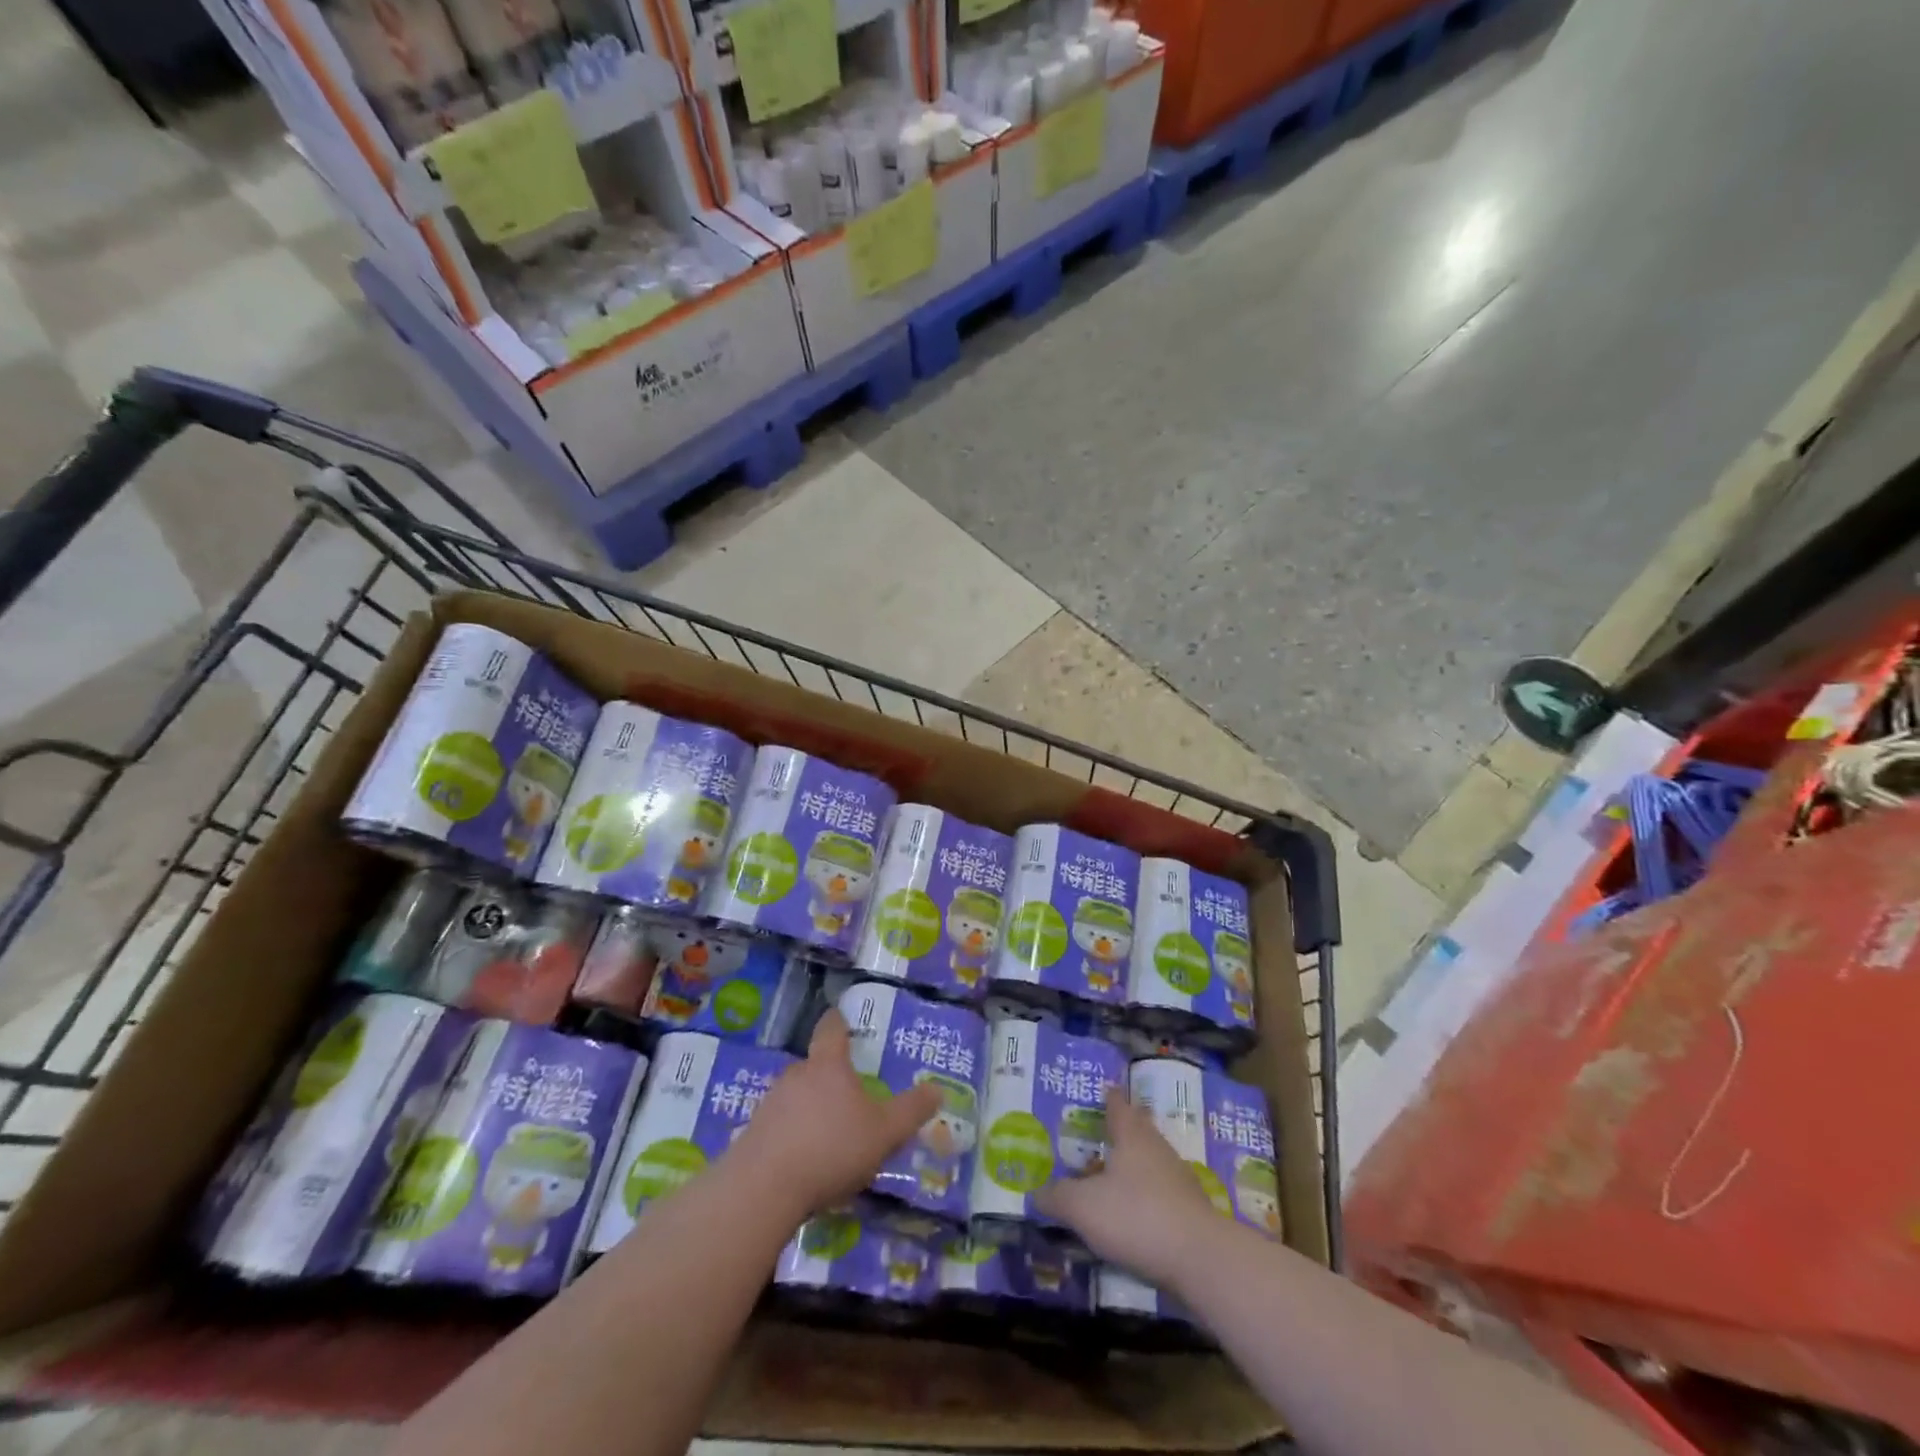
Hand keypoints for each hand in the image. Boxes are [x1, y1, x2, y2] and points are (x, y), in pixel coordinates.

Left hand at [727, 1009, 939, 1218]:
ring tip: (828, 1135)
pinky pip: (779, 1125)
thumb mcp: (884, 1133)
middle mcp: (796, 1075)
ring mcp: (770, 1103)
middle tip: (848, 1095)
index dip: (839, 1022)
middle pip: (814, 1065)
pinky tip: (803, 1161)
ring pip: (796, 1096)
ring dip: (810, 1108)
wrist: (763, 1189)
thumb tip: (937, 1089)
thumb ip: (911, 1111)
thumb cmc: (830, 1148)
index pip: (832, 1029)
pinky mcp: (753, 1133)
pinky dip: (792, 1135)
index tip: (841, 1018)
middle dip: (830, 1077)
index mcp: (828, 1065)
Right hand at [1035, 1089, 1222, 1290]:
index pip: (1118, 1105)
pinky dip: (1146, 1196)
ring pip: (1150, 1161)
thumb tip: (1037, 1193)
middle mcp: (1157, 1148)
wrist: (1201, 1259)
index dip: (1108, 1097)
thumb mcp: (1083, 1207)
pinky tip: (1133, 1215)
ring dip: (1132, 1166)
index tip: (1103, 1090)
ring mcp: (1178, 1179)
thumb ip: (1057, 1197)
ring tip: (1110, 1178)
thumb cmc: (1136, 1217)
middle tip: (1102, 1132)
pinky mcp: (1191, 1210)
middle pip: (1138, 1129)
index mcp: (1131, 1135)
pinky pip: (1161, 1192)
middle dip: (1122, 1129)